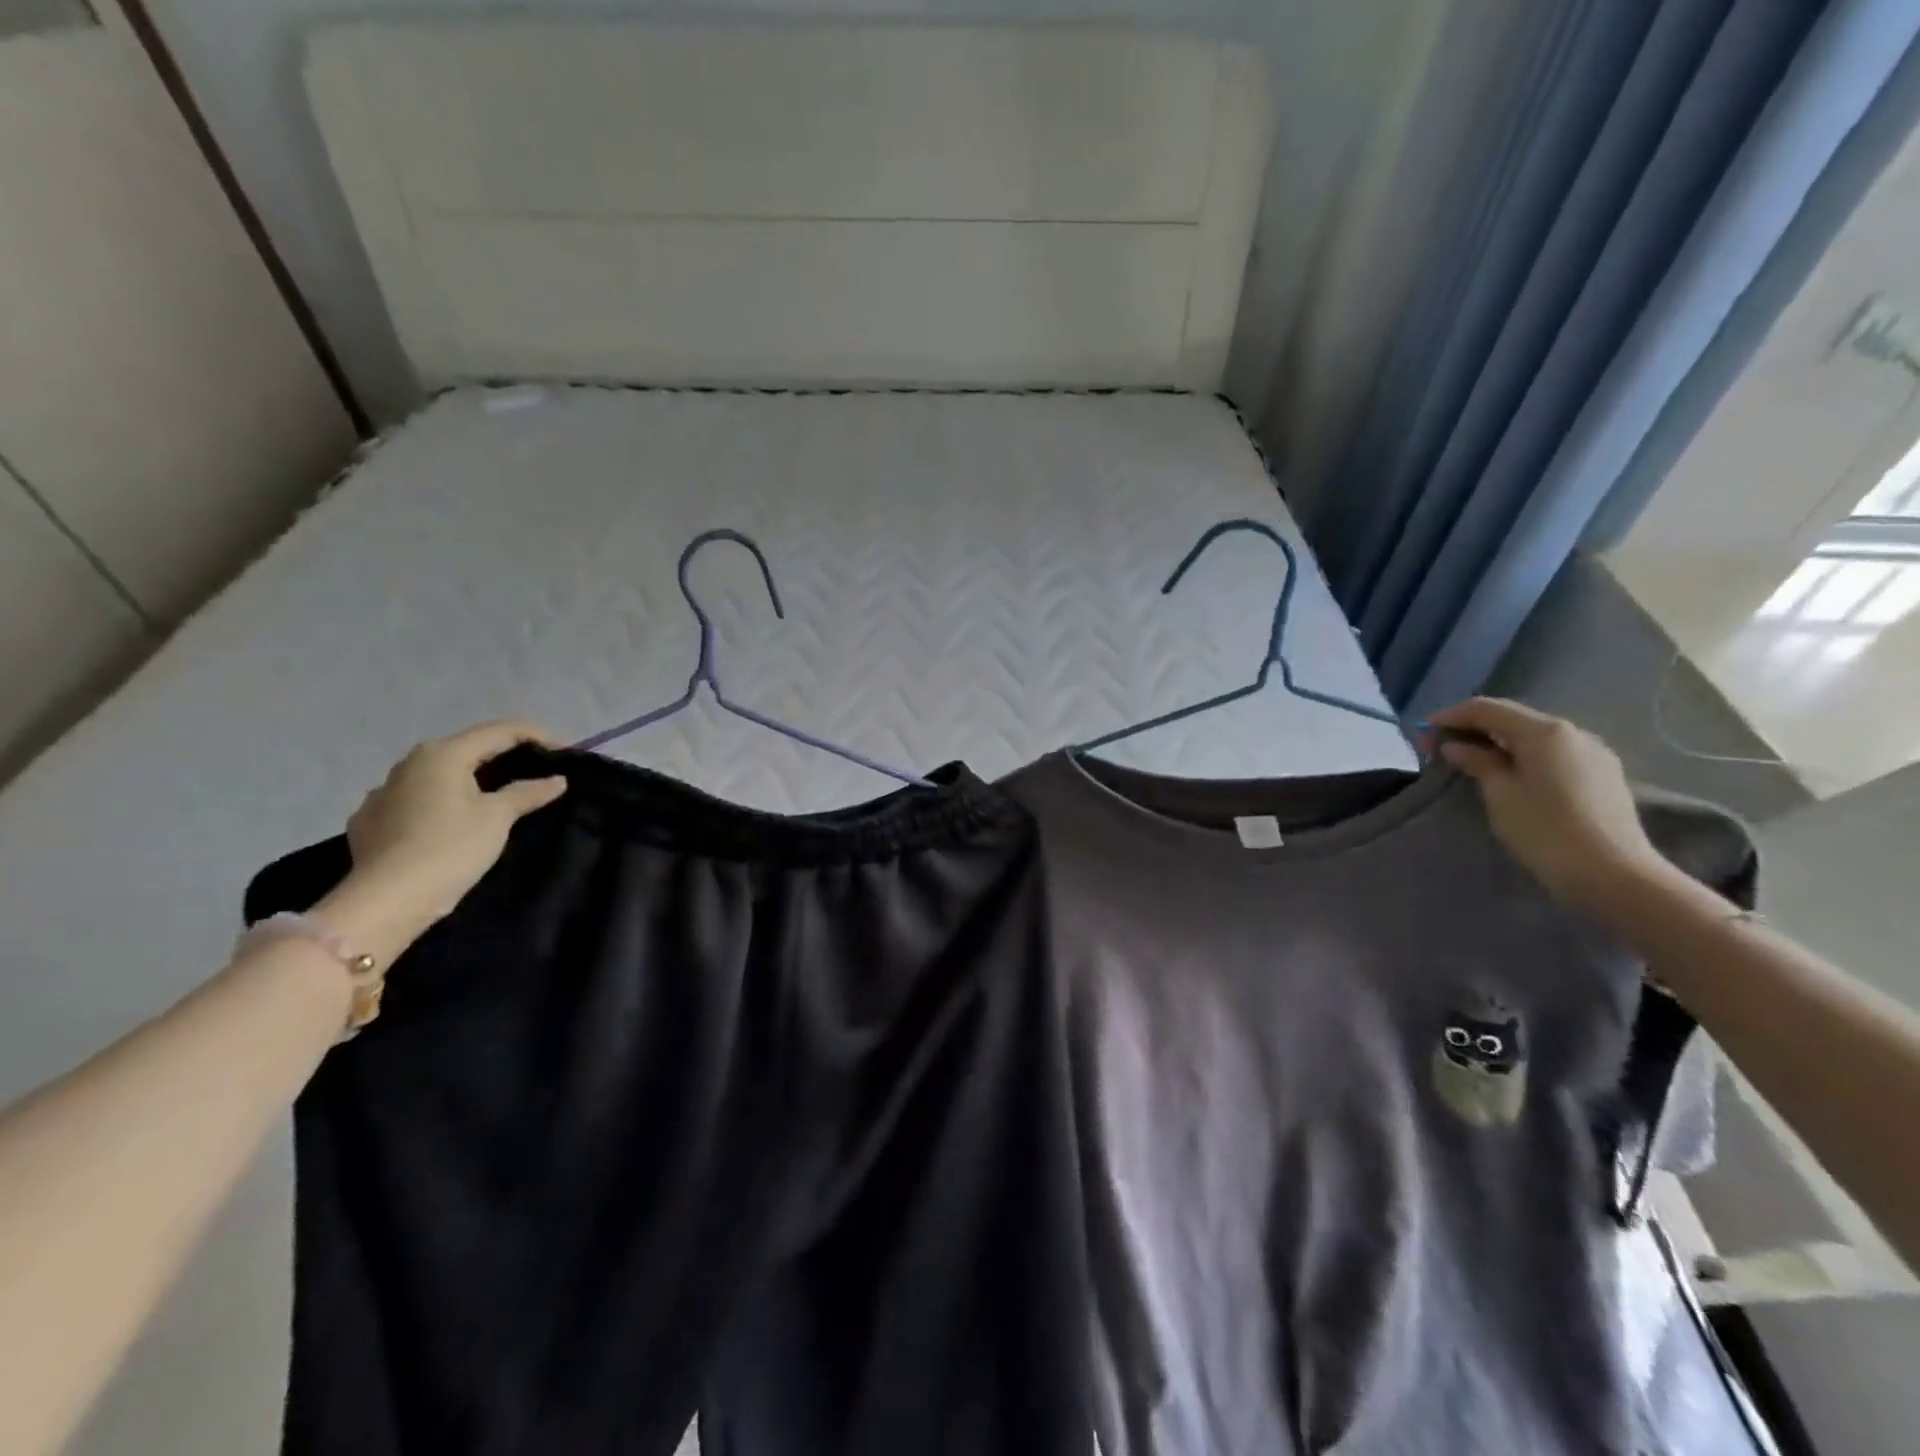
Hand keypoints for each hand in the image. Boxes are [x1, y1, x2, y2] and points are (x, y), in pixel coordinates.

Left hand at [318, 722, 567, 957]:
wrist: (386, 901)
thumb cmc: (450, 848)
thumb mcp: (498, 817)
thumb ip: (528, 792)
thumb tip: (557, 779)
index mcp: (442, 754)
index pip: (499, 731)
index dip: (537, 736)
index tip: (565, 752)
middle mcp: (408, 763)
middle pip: (467, 749)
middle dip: (504, 757)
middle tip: (536, 772)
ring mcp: (382, 792)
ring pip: (438, 775)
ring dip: (470, 779)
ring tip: (495, 798)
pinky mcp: (370, 820)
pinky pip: (415, 800)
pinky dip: (440, 803)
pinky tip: (450, 822)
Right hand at [1428, 698, 1677, 916]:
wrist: (1614, 874)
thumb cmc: (1545, 830)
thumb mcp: (1500, 794)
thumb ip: (1477, 762)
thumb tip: (1456, 746)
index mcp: (1545, 731)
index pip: (1488, 708)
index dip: (1452, 716)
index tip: (1424, 731)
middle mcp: (1573, 732)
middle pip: (1513, 719)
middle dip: (1474, 729)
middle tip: (1441, 748)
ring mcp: (1593, 753)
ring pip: (1535, 737)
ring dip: (1499, 743)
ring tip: (1472, 762)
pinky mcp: (1602, 775)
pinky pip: (1553, 754)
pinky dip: (1524, 756)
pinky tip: (1510, 774)